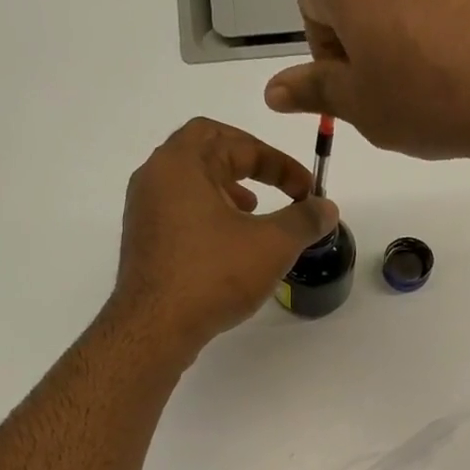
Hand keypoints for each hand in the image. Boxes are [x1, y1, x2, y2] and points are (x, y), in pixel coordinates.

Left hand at [111, 118, 338, 350]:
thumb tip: (326, 208)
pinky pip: (180, 212)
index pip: (235, 141)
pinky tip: (229, 246)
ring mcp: (144, 210)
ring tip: (254, 213)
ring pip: (191, 183)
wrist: (155, 328)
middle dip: (248, 165)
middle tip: (275, 186)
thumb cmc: (212, 276)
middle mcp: (155, 177)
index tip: (305, 189)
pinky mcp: (143, 241)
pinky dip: (209, 215)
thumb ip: (304, 220)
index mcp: (181, 162)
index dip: (278, 162)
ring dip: (227, 190)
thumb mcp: (271, 245)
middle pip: (206, 151)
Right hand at [263, 0, 469, 166]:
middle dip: (369, 26)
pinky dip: (457, 8)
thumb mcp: (364, 108)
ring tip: (442, 69)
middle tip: (397, 80)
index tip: (354, 80)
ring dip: (413, 15)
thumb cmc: (432, 102)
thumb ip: (315, 90)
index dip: (325, 44)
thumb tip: (273, 90)